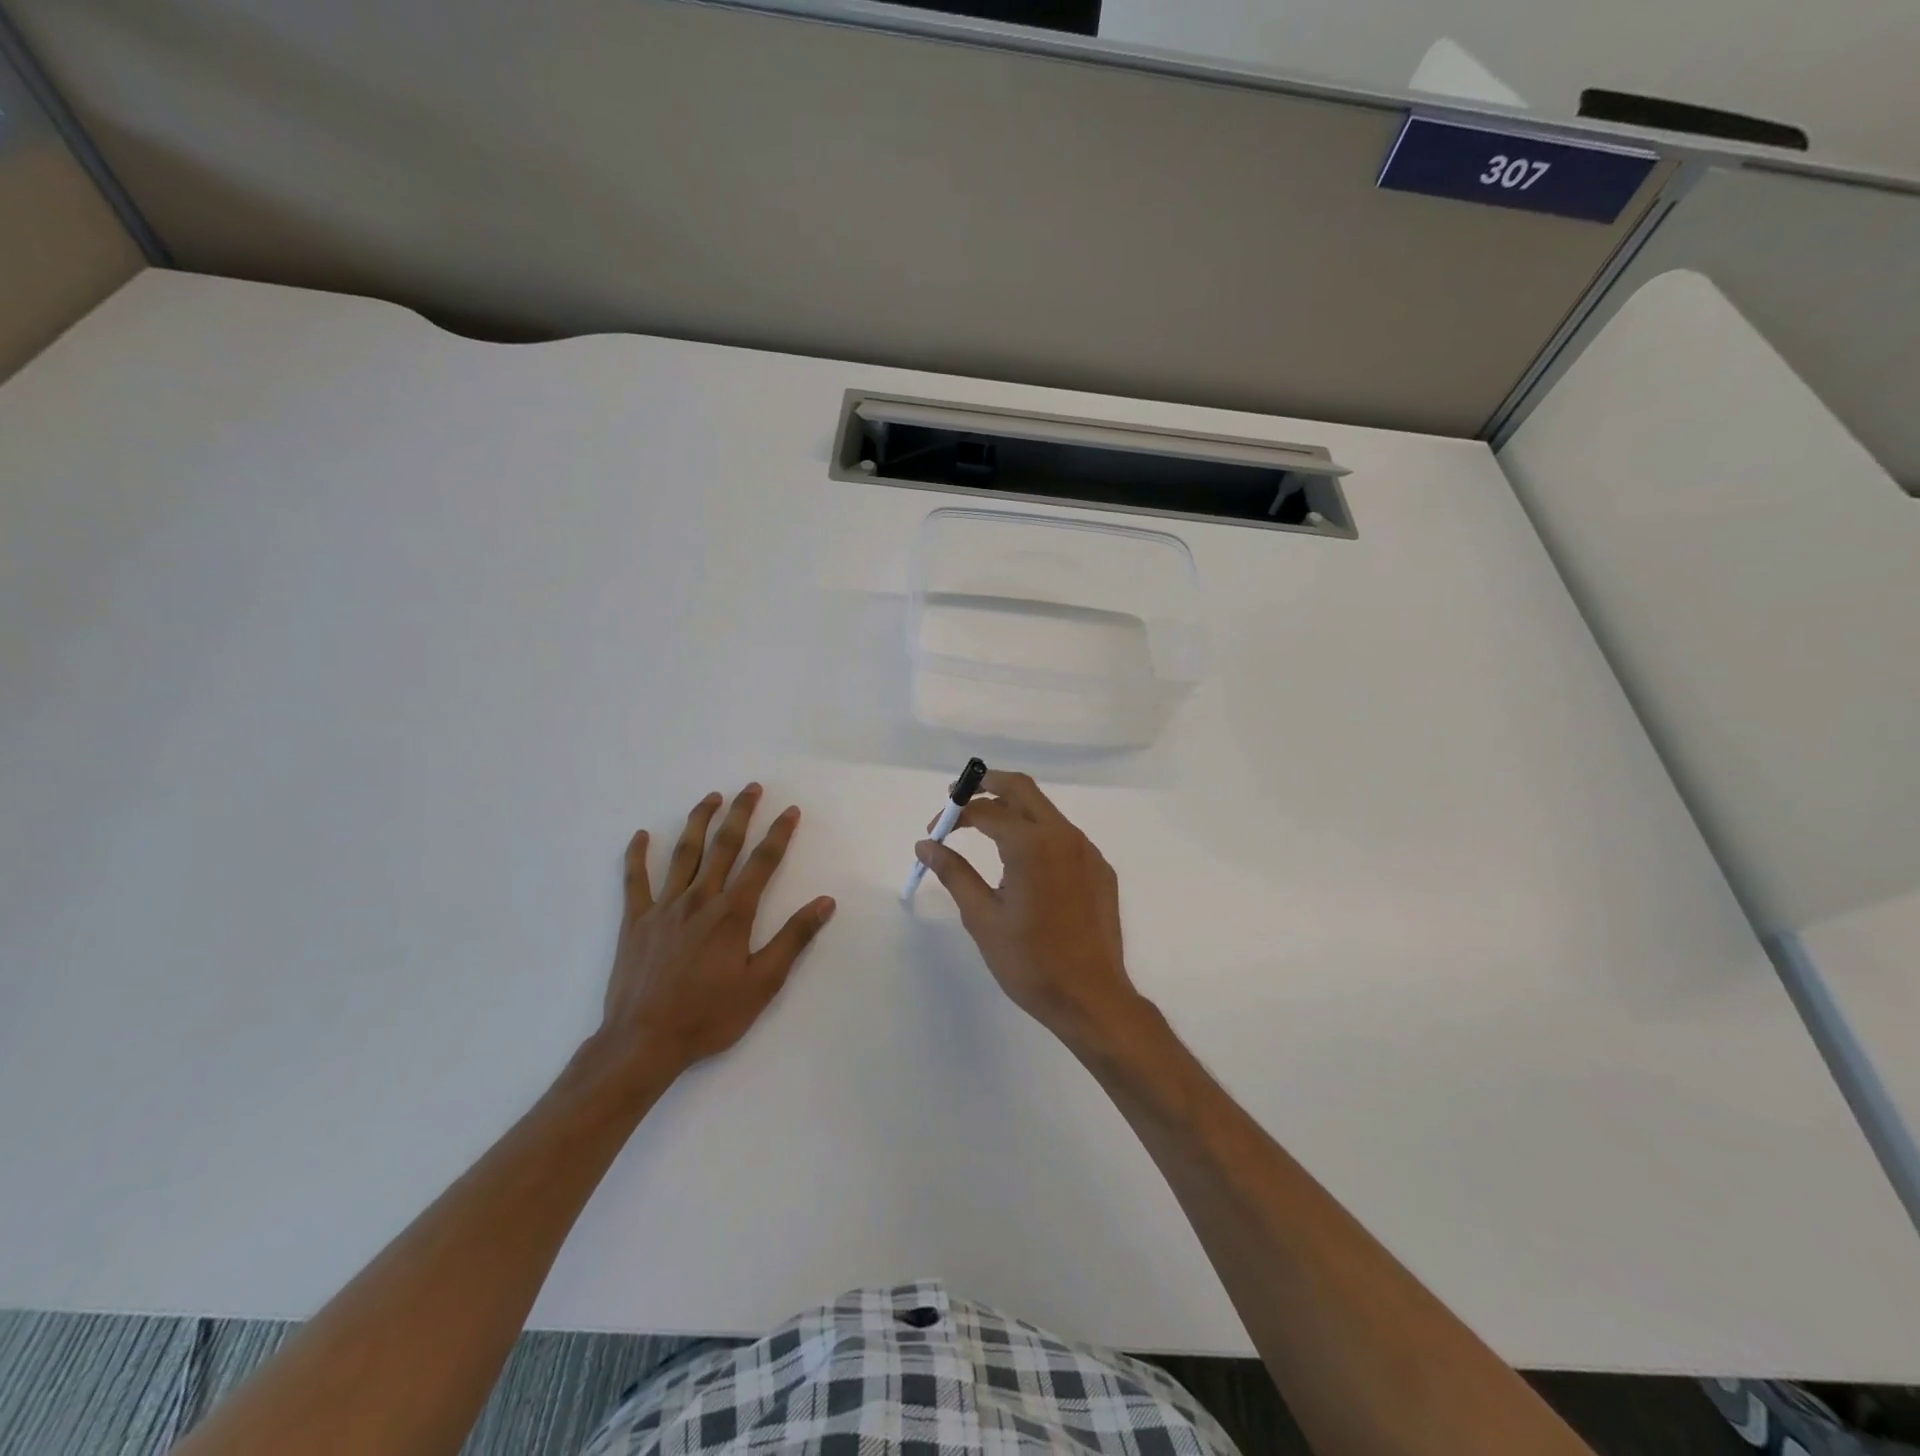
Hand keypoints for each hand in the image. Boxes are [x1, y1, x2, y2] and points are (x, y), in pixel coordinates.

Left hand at [595, 784, 835, 1084]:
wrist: (644, 1042)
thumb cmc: (709, 1015)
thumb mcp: (763, 983)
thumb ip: (793, 939)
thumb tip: (825, 902)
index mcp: (732, 913)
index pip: (762, 862)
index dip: (779, 834)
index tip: (790, 810)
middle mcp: (699, 899)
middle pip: (724, 846)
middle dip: (741, 814)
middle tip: (751, 788)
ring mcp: (664, 907)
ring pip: (684, 854)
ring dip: (699, 821)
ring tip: (711, 797)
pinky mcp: (636, 921)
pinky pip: (635, 880)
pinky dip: (637, 855)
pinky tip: (642, 836)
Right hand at [913, 771, 1143, 1050]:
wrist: (1092, 998)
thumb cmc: (1030, 962)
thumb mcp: (982, 918)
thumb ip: (953, 873)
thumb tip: (926, 845)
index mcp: (1031, 845)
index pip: (985, 811)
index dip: (954, 814)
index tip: (935, 832)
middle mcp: (1063, 835)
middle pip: (1021, 788)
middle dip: (987, 785)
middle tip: (959, 798)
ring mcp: (1087, 850)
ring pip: (1045, 810)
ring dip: (1013, 809)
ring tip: (985, 829)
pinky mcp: (1100, 868)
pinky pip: (1064, 836)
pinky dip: (1037, 834)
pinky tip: (1024, 863)